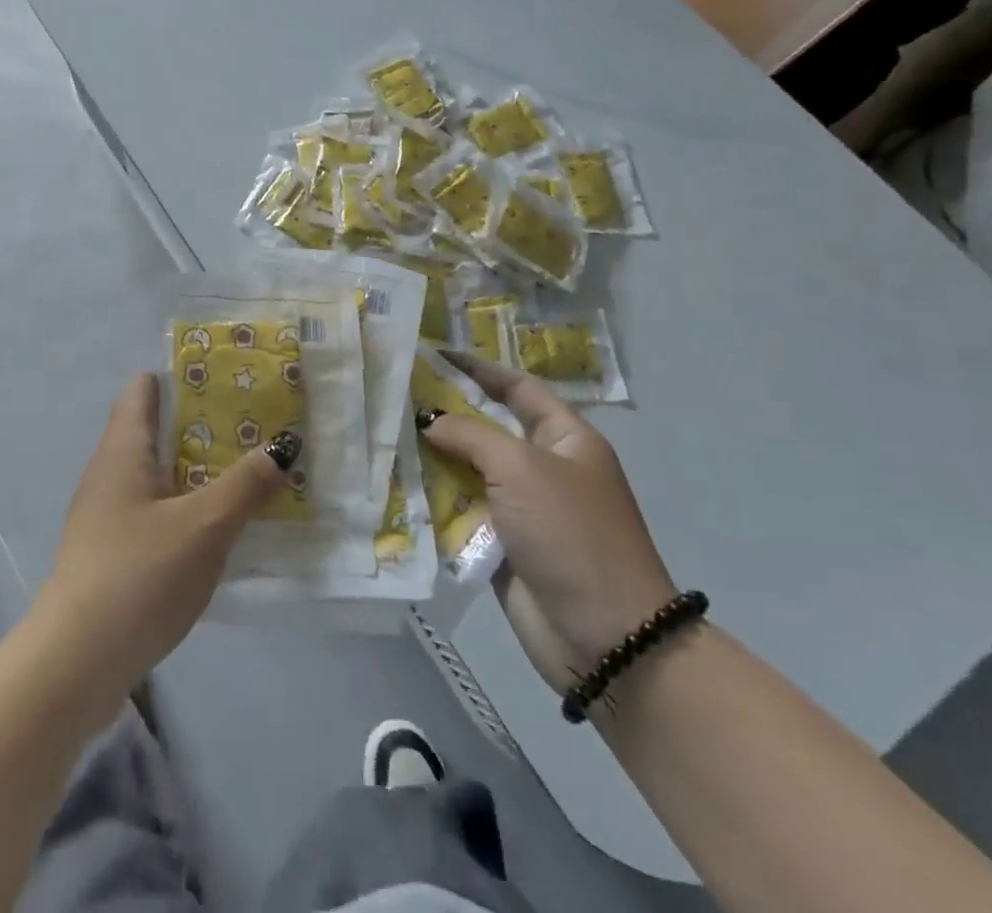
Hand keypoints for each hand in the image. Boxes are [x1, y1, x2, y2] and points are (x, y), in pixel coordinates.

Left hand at [38, 374, 296, 692]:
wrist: (76, 662)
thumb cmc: (140, 575)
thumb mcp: (205, 525)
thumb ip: (246, 483)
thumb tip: (284, 444)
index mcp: (123, 449)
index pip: (144, 388)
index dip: (181, 376)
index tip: (226, 378)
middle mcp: (108, 471)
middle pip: (152, 429)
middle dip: (199, 423)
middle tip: (250, 424)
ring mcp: (103, 513)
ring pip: (153, 472)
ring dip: (193, 467)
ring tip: (242, 469)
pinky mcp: (108, 550)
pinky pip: (150, 509)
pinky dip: (180, 504)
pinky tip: (212, 526)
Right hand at [422, 356, 676, 692]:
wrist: (605, 637)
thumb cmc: (571, 534)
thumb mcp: (522, 469)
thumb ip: (471, 435)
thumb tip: (430, 421)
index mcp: (565, 438)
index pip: (518, 387)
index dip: (479, 369)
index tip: (434, 355)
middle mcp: (543, 466)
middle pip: (487, 427)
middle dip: (445, 413)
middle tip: (396, 395)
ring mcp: (522, 508)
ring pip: (468, 470)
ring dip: (433, 457)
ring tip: (386, 435)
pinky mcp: (501, 544)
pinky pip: (462, 511)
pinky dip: (434, 499)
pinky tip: (396, 484)